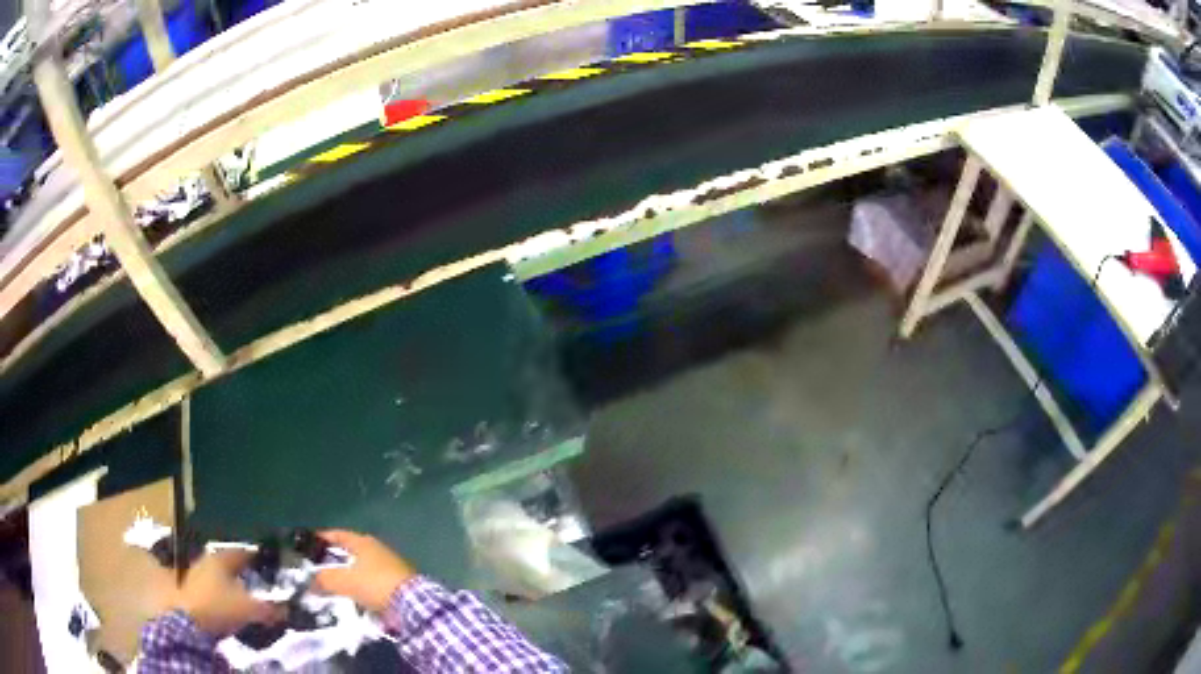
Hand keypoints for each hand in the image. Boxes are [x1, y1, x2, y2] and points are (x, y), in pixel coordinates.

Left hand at [174, 550, 283, 635]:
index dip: (255, 557)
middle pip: (227, 562)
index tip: (267, 562)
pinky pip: (210, 586)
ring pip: (217, 574)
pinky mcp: (189, 589)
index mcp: (221, 558)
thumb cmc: (218, 606)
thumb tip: (287, 608)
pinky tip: (227, 603)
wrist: (186, 620)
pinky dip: (220, 592)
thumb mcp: (248, 609)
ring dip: (229, 582)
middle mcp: (206, 560)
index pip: (241, 552)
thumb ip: (269, 609)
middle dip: (241, 570)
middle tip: (256, 580)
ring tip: (242, 594)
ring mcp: (194, 573)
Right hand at [313, 530, 415, 612]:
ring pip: (361, 570)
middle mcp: (377, 550)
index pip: (338, 535)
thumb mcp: (344, 581)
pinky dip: (361, 589)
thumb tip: (310, 584)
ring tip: (332, 587)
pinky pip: (372, 584)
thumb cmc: (375, 584)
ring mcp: (389, 567)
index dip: (322, 538)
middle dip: (334, 560)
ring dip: (348, 577)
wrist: (412, 604)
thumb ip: (324, 580)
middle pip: (350, 552)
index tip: (308, 544)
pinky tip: (353, 598)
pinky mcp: (397, 584)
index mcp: (364, 542)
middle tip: (318, 569)